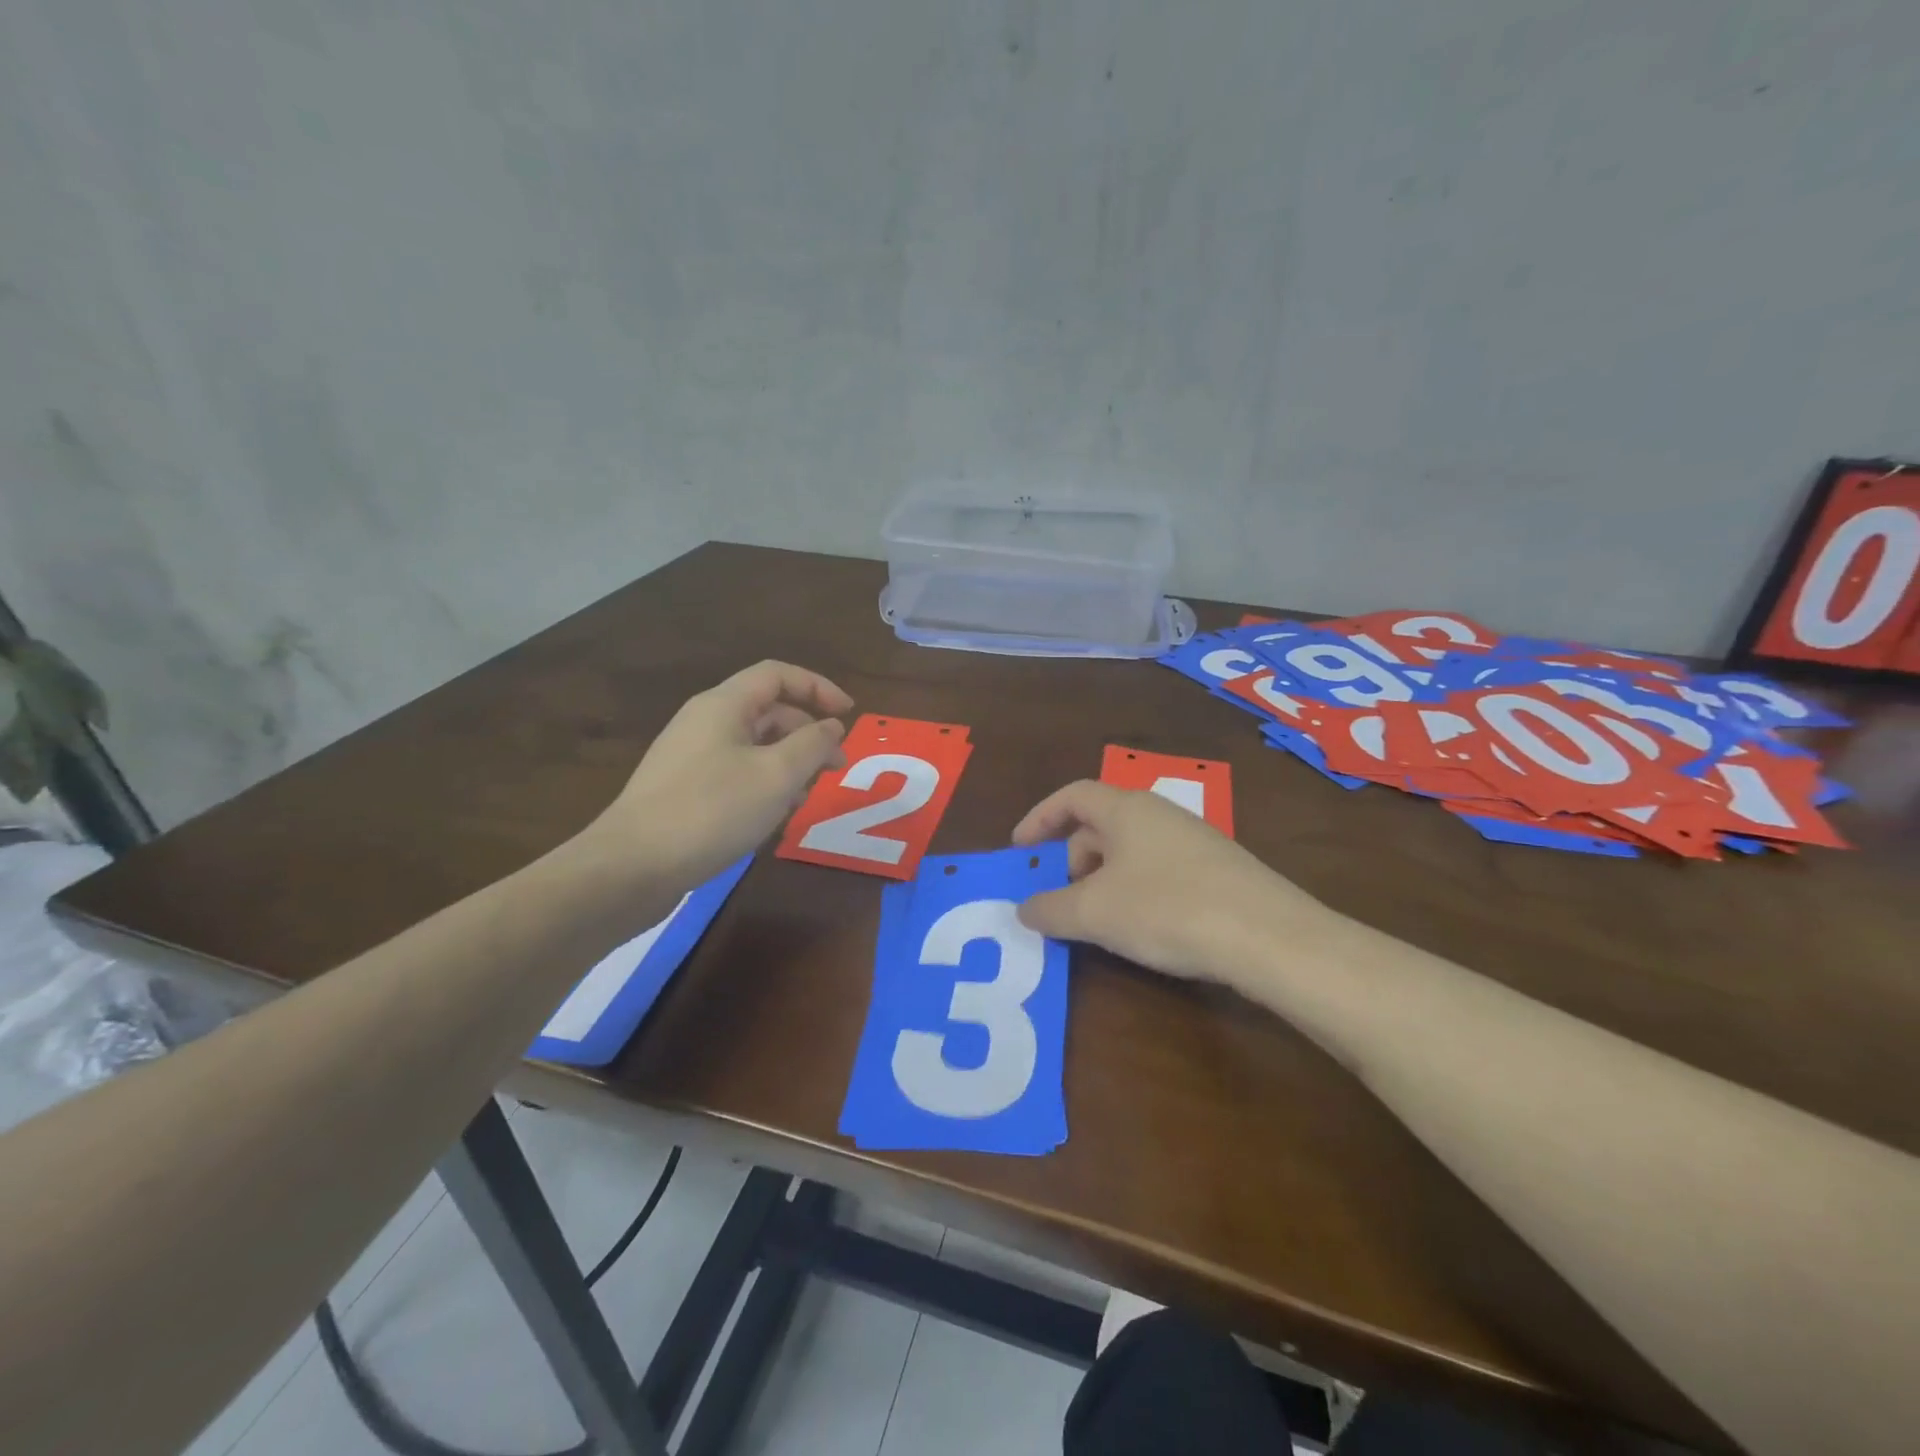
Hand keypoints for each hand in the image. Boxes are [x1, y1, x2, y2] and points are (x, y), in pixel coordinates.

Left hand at [594, 660, 852, 887]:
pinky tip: (774, 815)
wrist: (632, 866)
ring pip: (753, 745)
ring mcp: (690, 756)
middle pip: (767, 710)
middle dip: (808, 732)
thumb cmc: (712, 811)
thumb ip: (812, 744)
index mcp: (724, 705)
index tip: (849, 714)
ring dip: (788, 762)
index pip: (778, 675)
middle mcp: (704, 722)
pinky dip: (764, 783)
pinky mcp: (683, 789)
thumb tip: (832, 726)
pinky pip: (735, 771)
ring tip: (808, 795)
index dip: (818, 687)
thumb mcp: (776, 775)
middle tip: (837, 766)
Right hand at [1010, 780, 1334, 988]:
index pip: (1072, 796)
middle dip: (1070, 859)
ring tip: (1097, 920)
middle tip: (1059, 899)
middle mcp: (1159, 813)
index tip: (1020, 851)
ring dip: (1102, 880)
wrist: (1269, 937)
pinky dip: (1134, 891)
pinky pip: (1158, 870)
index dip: (1040, 818)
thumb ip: (1050, 908)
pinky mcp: (1217, 870)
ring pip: (1130, 851)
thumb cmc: (1167, 909)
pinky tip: (1142, 928)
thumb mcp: (1094, 912)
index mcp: (1126, 808)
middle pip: (1099, 824)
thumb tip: (1024, 909)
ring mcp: (1193, 840)